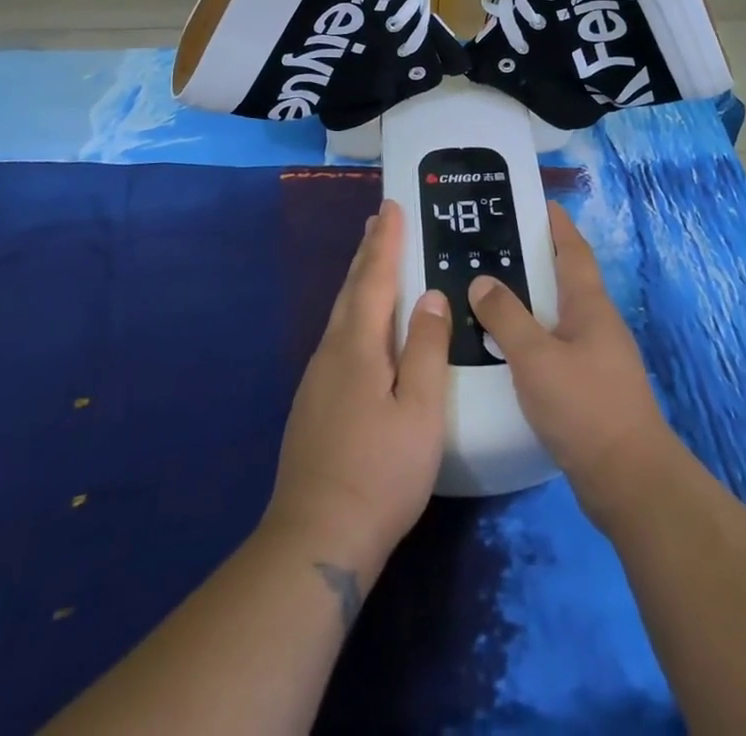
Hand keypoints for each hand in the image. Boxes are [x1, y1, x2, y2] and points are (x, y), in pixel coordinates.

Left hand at [265, 201, 450, 580]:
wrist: (316, 537)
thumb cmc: (380, 471)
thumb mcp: (420, 410)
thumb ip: (426, 349)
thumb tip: (431, 296)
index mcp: (358, 346)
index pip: (374, 278)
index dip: (386, 241)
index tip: (392, 206)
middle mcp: (331, 352)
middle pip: (351, 290)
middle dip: (368, 252)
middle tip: (380, 221)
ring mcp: (317, 379)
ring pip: (341, 313)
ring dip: (358, 279)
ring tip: (371, 259)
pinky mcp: (313, 403)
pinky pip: (338, 336)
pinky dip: (353, 311)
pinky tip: (361, 326)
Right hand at [468, 202, 674, 526]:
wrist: (628, 479)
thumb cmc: (584, 406)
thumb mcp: (536, 357)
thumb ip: (507, 317)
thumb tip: (482, 281)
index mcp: (590, 305)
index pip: (573, 250)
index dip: (557, 224)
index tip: (537, 202)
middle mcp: (597, 324)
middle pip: (566, 279)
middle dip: (536, 260)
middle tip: (495, 246)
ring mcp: (597, 357)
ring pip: (559, 315)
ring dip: (531, 301)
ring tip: (491, 293)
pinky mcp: (590, 387)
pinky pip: (556, 347)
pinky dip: (532, 337)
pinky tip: (506, 349)